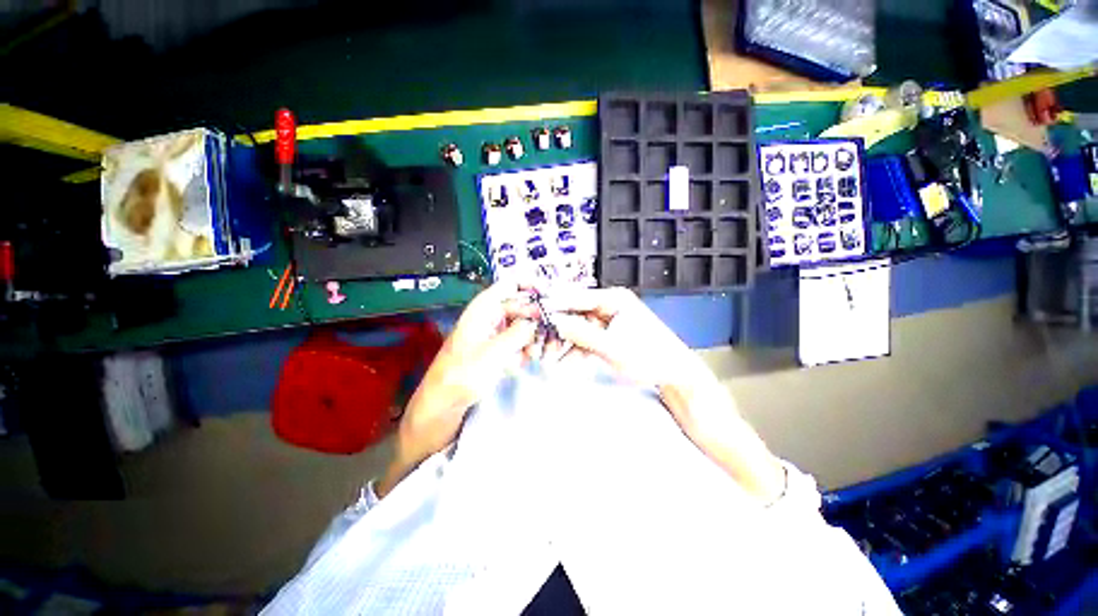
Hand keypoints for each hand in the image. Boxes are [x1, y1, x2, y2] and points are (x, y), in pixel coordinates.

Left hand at [377, 282, 537, 496]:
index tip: (551, 296)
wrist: (442, 405)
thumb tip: (537, 322)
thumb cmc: (461, 376)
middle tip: (552, 334)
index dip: (532, 285)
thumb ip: (518, 333)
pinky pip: (519, 342)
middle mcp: (490, 317)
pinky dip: (527, 348)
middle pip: (521, 306)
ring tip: (537, 353)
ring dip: (534, 336)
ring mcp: (495, 333)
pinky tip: (528, 360)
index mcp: (483, 309)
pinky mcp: (498, 349)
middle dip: (537, 319)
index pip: (511, 284)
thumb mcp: (493, 353)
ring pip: (523, 325)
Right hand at [550, 288, 785, 503]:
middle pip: (574, 312)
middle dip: (557, 329)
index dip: (553, 305)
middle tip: (539, 343)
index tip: (532, 314)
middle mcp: (609, 305)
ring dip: (563, 342)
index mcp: (613, 299)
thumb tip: (552, 320)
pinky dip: (574, 350)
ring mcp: (608, 320)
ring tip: (549, 358)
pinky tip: (565, 363)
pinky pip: (585, 339)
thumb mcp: (611, 346)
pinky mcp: (608, 335)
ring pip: (577, 328)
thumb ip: (580, 332)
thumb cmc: (648, 356)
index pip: (576, 296)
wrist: (675, 375)